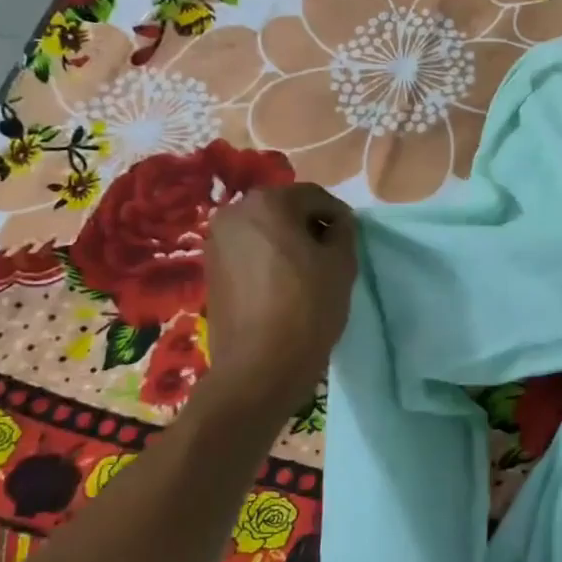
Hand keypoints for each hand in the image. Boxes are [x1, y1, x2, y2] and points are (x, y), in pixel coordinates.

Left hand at [199, 183, 357, 417]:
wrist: (260, 365)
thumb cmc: (308, 307)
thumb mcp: (342, 263)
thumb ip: (344, 231)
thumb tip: (336, 223)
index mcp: (268, 203)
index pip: (314, 196)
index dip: (338, 216)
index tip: (351, 241)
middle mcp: (234, 212)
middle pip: (285, 209)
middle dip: (310, 226)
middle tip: (331, 256)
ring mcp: (216, 241)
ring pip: (265, 230)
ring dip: (288, 242)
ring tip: (307, 273)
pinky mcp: (210, 268)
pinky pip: (249, 251)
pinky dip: (268, 258)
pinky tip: (283, 285)